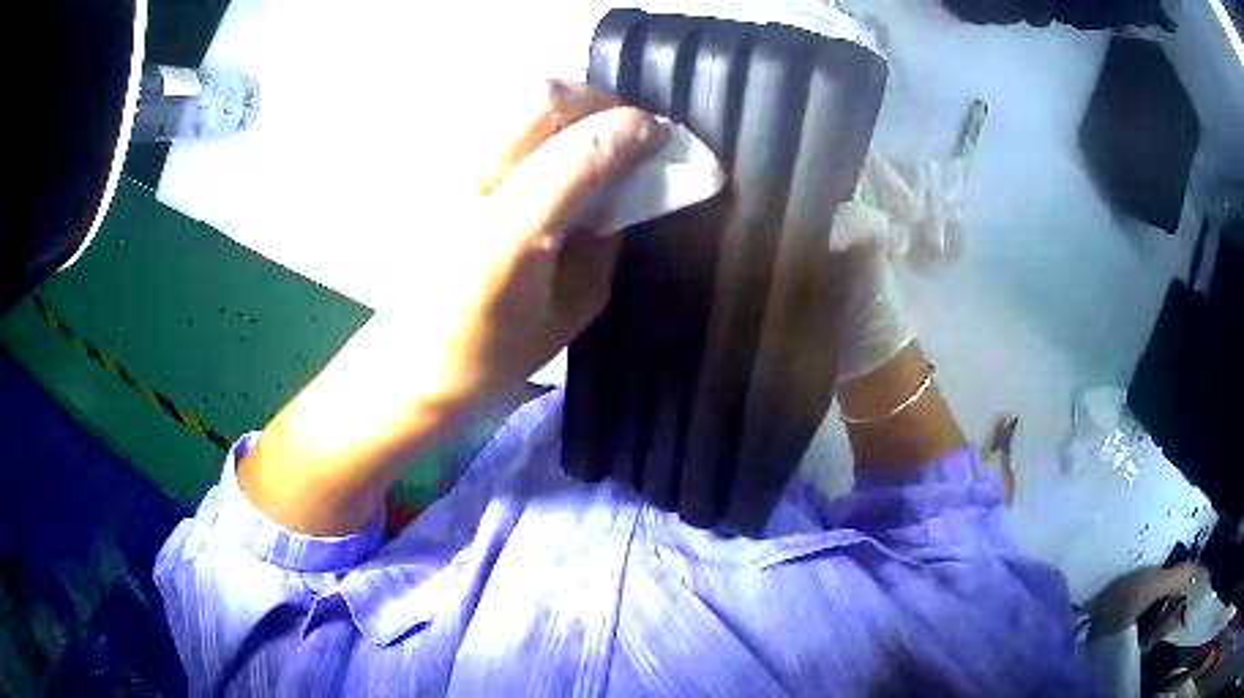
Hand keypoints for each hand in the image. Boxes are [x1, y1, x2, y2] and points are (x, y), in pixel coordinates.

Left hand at [241, 81, 667, 534]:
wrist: (404, 366)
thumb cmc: (488, 359)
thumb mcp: (569, 314)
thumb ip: (604, 241)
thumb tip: (624, 184)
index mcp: (504, 241)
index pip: (579, 153)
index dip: (630, 133)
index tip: (660, 138)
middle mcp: (463, 189)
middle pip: (540, 100)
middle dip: (600, 101)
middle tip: (626, 127)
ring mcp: (437, 171)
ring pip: (513, 97)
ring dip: (568, 105)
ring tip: (590, 133)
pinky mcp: (426, 168)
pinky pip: (493, 118)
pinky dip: (535, 120)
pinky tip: (547, 147)